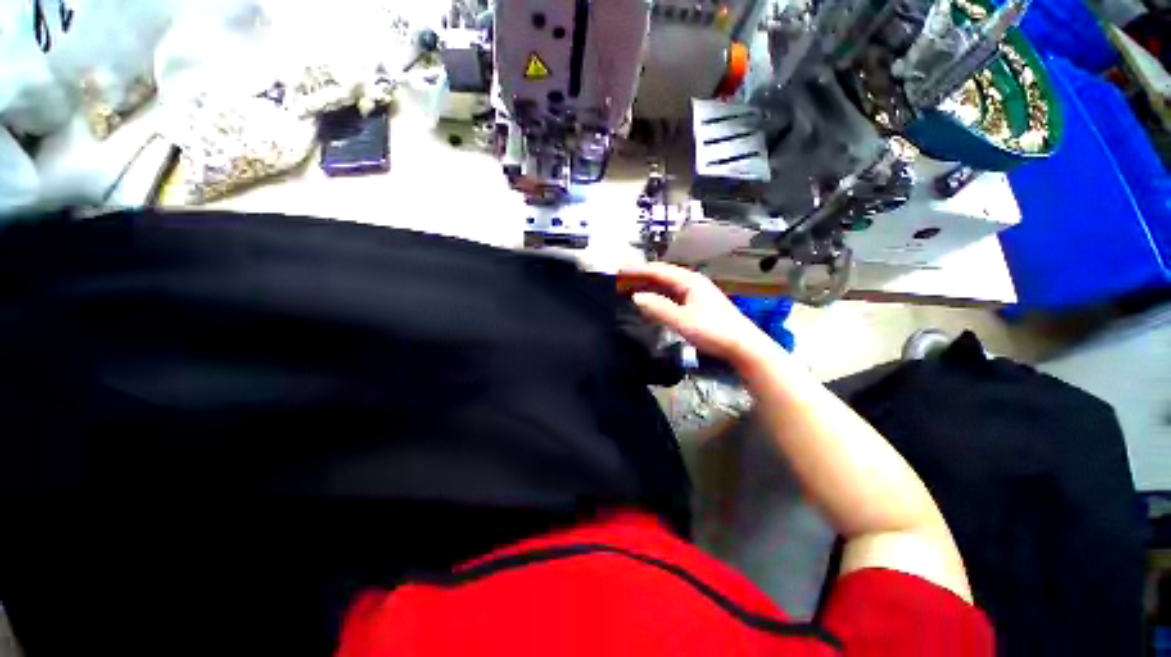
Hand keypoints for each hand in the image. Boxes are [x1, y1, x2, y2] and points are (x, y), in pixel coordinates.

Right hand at [617, 262, 774, 364]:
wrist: (743, 346)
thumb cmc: (713, 330)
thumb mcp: (682, 320)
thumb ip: (658, 308)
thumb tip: (636, 297)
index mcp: (689, 281)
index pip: (658, 271)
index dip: (638, 270)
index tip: (620, 271)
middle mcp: (692, 283)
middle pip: (662, 276)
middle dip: (642, 277)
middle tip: (622, 280)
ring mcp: (696, 294)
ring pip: (667, 286)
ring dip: (649, 287)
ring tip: (631, 290)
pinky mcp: (698, 305)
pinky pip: (672, 296)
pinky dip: (659, 297)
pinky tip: (651, 303)